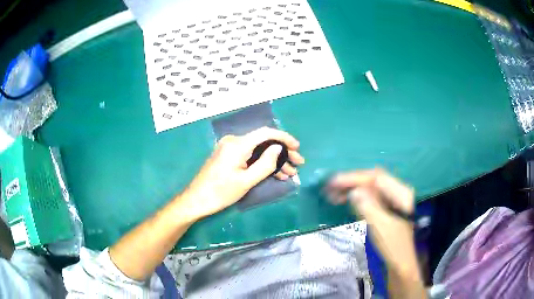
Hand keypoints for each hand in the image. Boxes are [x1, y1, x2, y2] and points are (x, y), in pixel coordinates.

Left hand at [177, 127, 304, 220]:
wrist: (196, 200)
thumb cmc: (220, 192)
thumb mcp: (246, 181)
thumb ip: (265, 164)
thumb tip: (279, 148)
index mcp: (237, 145)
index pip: (265, 133)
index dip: (283, 138)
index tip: (297, 147)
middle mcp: (234, 141)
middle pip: (263, 142)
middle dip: (282, 152)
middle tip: (298, 163)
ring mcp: (230, 148)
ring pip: (258, 150)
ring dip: (274, 160)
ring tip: (291, 172)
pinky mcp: (229, 156)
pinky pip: (250, 156)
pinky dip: (262, 163)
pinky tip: (276, 173)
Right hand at [326, 169, 415, 270]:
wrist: (400, 262)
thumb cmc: (393, 246)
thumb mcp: (381, 227)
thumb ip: (368, 207)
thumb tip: (353, 191)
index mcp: (401, 194)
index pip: (376, 178)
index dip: (355, 177)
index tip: (335, 182)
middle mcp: (397, 192)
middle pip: (372, 181)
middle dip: (351, 182)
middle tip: (329, 187)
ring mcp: (391, 199)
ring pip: (369, 188)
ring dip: (351, 189)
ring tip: (331, 194)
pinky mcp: (385, 207)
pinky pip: (368, 197)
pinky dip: (355, 198)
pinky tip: (343, 200)